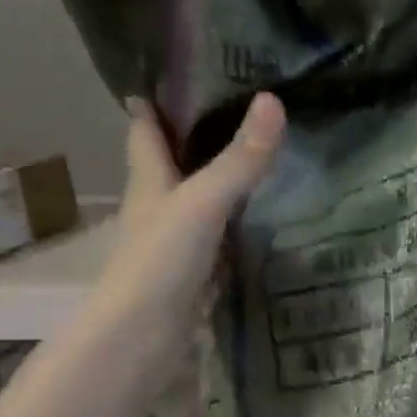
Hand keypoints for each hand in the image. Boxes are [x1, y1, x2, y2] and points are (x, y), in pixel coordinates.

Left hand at [97, 92, 284, 327]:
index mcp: (149, 183)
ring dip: (220, 187)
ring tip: (258, 163)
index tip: (169, 76)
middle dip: (194, 142)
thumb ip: (239, 161)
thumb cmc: (160, 262)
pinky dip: (236, 231)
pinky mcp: (196, 279)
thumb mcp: (203, 203)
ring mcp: (177, 247)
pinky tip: (260, 227)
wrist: (144, 339)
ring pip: (199, 206)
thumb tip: (273, 100)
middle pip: (173, 167)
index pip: (145, 132)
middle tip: (234, 113)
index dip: (152, 105)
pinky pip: (220, 244)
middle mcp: (159, 210)